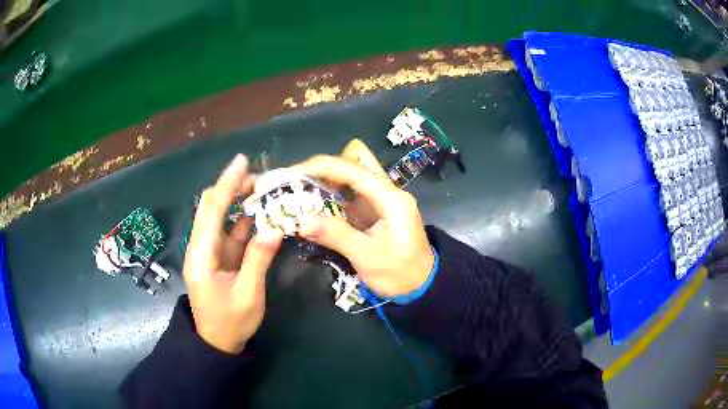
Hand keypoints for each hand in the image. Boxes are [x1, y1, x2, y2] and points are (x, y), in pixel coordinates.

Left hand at [184, 155, 283, 353]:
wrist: (217, 342)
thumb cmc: (231, 322)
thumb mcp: (248, 295)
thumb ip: (258, 260)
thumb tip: (274, 228)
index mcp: (201, 256)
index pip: (211, 211)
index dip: (226, 185)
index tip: (241, 161)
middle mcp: (200, 248)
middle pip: (211, 208)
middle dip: (232, 188)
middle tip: (260, 178)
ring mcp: (208, 252)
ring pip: (220, 218)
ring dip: (238, 202)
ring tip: (262, 190)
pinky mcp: (217, 258)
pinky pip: (229, 233)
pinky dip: (242, 221)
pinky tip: (258, 214)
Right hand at [295, 143, 434, 298]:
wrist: (421, 286)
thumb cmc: (399, 273)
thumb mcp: (368, 257)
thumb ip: (337, 236)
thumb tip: (302, 222)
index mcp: (392, 198)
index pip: (355, 170)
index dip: (323, 167)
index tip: (295, 173)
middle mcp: (388, 191)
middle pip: (357, 161)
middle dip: (327, 168)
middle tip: (301, 184)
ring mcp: (381, 199)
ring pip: (354, 174)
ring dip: (328, 179)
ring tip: (303, 193)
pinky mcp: (375, 210)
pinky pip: (352, 192)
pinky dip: (333, 193)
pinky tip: (316, 205)